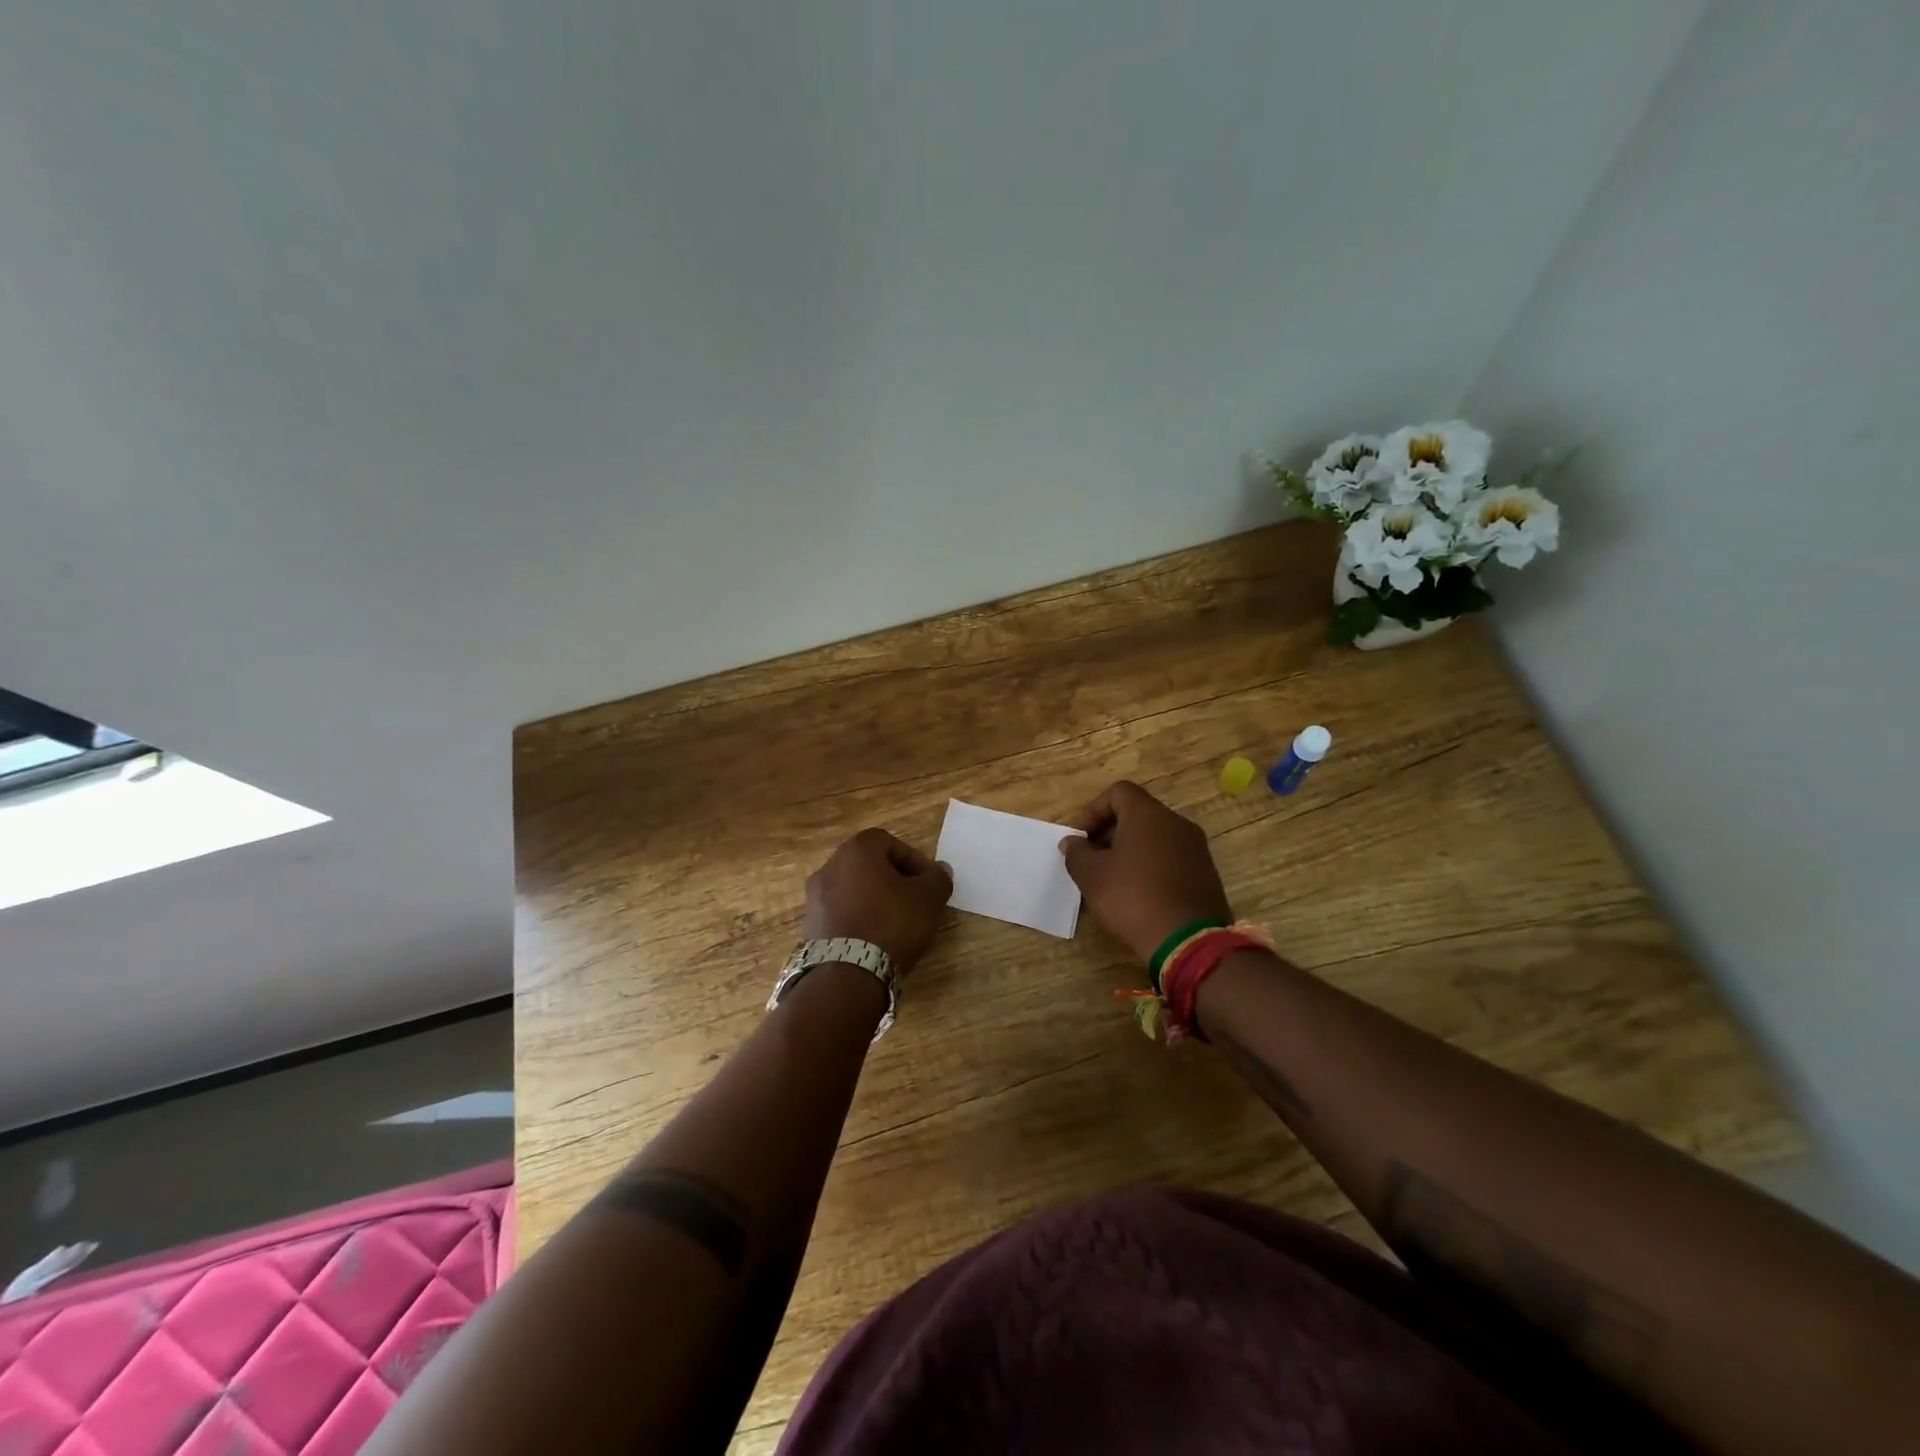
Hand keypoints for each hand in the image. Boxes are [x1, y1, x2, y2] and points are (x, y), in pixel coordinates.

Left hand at [804, 828, 953, 972]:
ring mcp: (815, 897)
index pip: (889, 842)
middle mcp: (830, 866)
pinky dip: (858, 918)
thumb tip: (939, 870)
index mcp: (856, 851)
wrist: (847, 975)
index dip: (913, 859)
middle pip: (868, 864)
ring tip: (895, 924)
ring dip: (875, 900)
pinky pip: (841, 912)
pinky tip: (874, 939)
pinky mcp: (810, 925)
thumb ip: (938, 878)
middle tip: (914, 901)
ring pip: (854, 889)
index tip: (927, 883)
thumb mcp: (929, 898)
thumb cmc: (892, 924)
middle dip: (894, 879)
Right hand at [1059, 781, 1232, 964]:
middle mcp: (1176, 822)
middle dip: (1111, 832)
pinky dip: (1153, 866)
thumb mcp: (1091, 877)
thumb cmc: (1132, 898)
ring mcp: (1196, 847)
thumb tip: (1072, 842)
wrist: (1188, 941)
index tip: (1082, 839)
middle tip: (1094, 859)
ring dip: (1132, 850)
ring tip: (1115, 880)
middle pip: (1138, 813)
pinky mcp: (1206, 872)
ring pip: (1156, 836)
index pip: (1118, 792)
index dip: (1094, 810)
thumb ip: (1077, 853)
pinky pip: (1172, 857)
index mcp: (1148, 815)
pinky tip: (1141, 894)